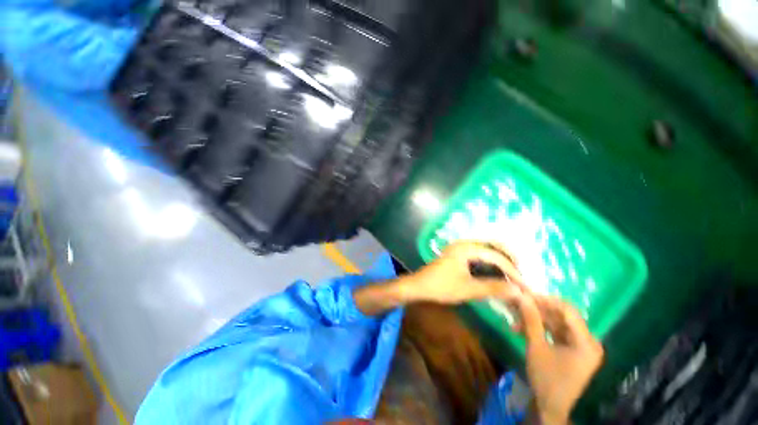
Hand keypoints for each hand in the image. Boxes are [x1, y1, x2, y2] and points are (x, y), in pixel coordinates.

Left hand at [400, 241, 524, 304]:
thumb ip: (493, 288)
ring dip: (500, 259)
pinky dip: (490, 261)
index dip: (512, 271)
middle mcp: (464, 243)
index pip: (496, 256)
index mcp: (466, 248)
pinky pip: (479, 254)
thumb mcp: (468, 289)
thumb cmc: (441, 286)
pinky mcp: (458, 254)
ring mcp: (460, 248)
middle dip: (509, 259)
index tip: (524, 285)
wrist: (419, 286)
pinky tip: (496, 272)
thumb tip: (518, 291)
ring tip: (513, 274)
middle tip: (520, 275)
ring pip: (486, 249)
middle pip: (493, 245)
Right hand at [516, 295, 603, 424]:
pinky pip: (555, 333)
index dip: (546, 300)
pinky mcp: (572, 350)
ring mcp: (580, 346)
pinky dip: (540, 329)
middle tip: (518, 304)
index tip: (526, 295)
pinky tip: (522, 328)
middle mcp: (587, 341)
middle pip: (562, 317)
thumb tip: (523, 297)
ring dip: (536, 320)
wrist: (550, 407)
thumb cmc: (547, 378)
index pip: (568, 311)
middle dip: (538, 310)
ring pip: (556, 324)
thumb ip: (531, 320)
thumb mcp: (537, 347)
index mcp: (586, 342)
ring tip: (516, 317)